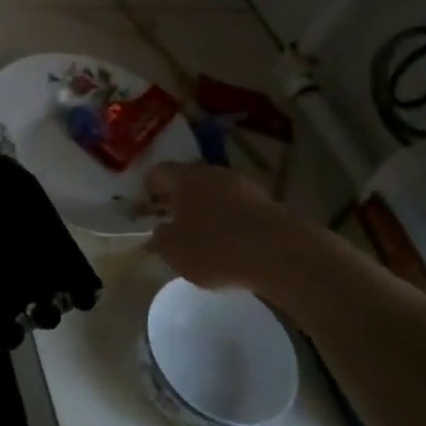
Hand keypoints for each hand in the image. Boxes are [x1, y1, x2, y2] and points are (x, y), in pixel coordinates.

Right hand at [145, 163, 313, 292]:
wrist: (281, 253)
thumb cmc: (216, 247)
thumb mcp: (174, 251)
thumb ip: (159, 240)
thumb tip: (156, 233)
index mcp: (185, 177)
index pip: (158, 172)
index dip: (148, 187)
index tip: (144, 205)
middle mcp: (212, 173)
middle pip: (188, 179)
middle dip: (177, 197)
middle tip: (168, 218)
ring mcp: (243, 185)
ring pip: (214, 192)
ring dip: (204, 207)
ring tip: (198, 232)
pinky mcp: (266, 203)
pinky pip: (237, 207)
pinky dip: (227, 219)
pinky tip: (227, 241)